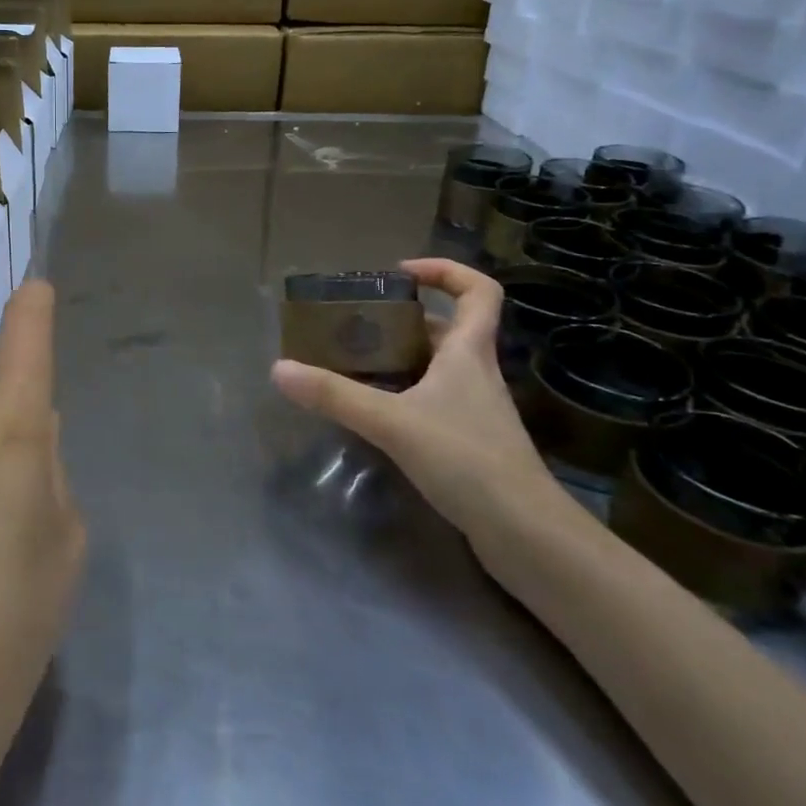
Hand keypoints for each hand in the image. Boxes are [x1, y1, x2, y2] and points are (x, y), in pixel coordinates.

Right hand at [271, 258, 572, 543]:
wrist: (525, 533)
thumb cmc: (466, 459)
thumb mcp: (392, 422)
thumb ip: (335, 396)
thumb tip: (280, 370)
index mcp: (468, 353)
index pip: (478, 291)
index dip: (444, 271)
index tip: (399, 275)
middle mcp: (476, 374)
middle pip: (446, 329)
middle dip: (402, 320)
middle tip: (355, 325)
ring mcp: (475, 410)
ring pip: (436, 368)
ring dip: (399, 360)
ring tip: (353, 365)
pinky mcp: (469, 442)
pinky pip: (432, 401)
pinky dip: (403, 396)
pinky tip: (374, 414)